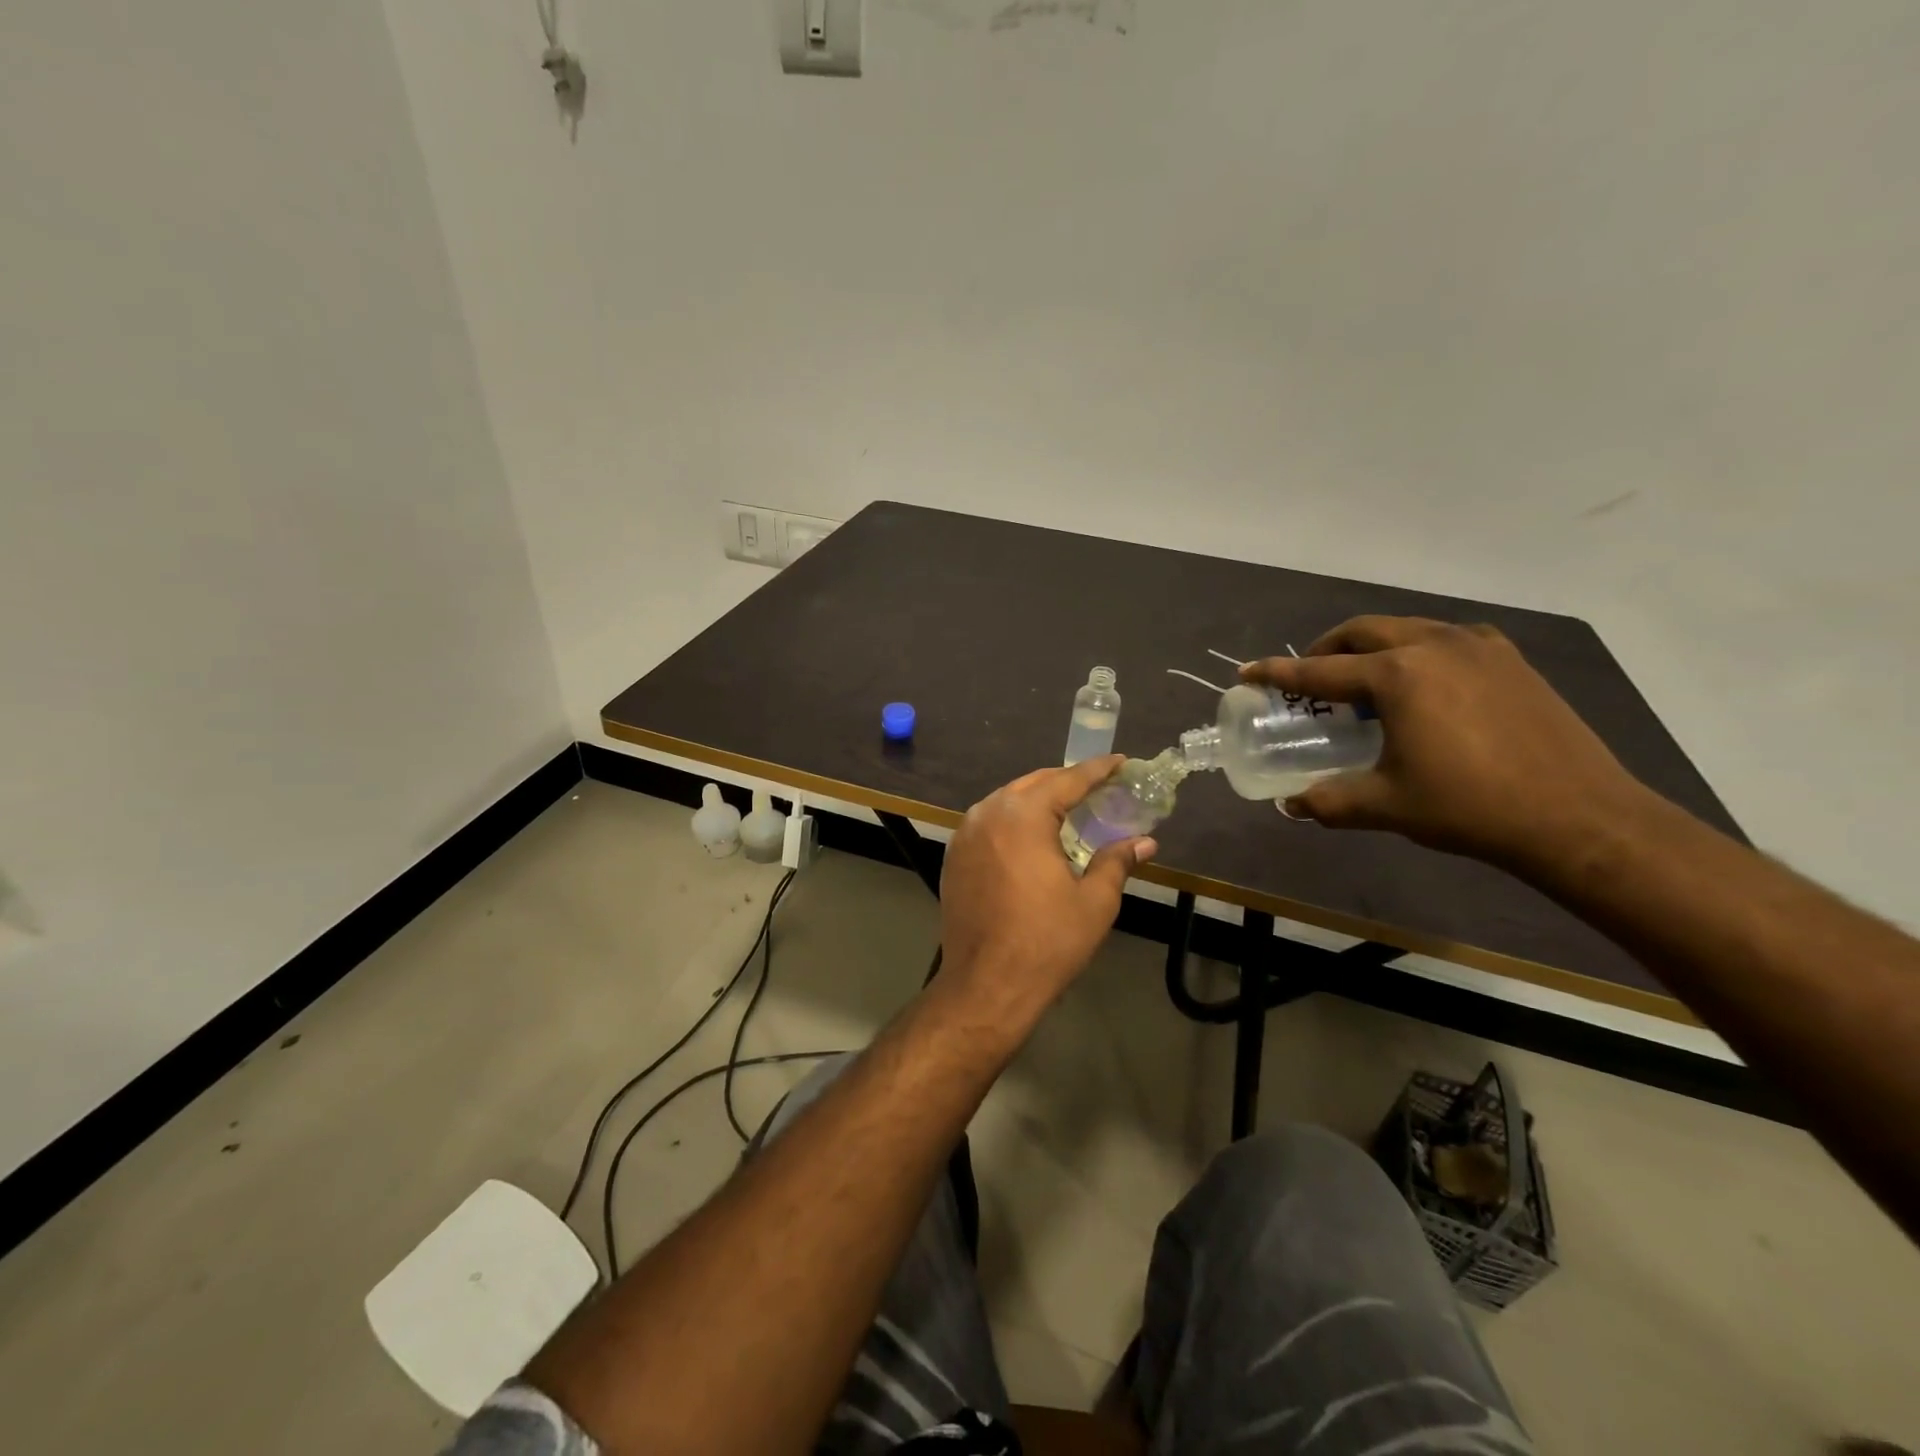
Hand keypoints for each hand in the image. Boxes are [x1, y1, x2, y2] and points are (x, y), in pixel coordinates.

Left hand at [938, 757, 1155, 1014]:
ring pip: (1006, 801)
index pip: (1067, 780)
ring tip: (1067, 808)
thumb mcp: (1094, 902)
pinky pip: (988, 823)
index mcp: (1023, 816)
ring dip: (1037, 799)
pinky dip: (1013, 820)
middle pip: (1033, 784)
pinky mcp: (954, 857)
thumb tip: (1144, 842)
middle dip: (1066, 781)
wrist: (985, 985)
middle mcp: (988, 814)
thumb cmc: (1046, 943)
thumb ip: (1116, 862)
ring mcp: (965, 834)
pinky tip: (1031, 837)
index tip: (1120, 761)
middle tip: (1098, 786)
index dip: (1097, 770)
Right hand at [1241, 616, 1652, 870]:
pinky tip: (1424, 684)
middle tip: (1311, 676)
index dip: (1278, 673)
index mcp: (1397, 675)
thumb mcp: (1387, 805)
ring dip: (1373, 646)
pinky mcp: (1511, 659)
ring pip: (1406, 628)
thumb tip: (1293, 804)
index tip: (1247, 671)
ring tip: (1365, 680)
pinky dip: (1417, 650)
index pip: (1319, 670)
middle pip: (1362, 632)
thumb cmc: (1469, 806)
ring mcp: (1478, 647)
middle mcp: (1433, 645)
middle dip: (1327, 649)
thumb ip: (1330, 801)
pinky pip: (1446, 639)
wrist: (1578, 816)